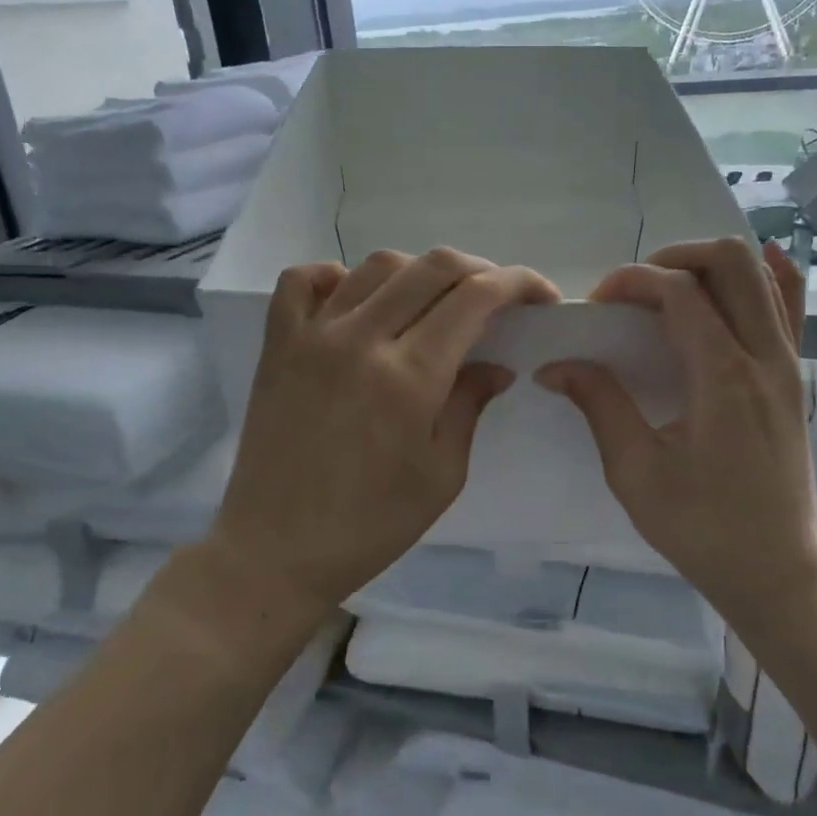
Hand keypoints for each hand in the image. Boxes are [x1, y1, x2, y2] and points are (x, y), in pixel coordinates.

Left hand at [209, 248, 559, 612]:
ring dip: (419, 272)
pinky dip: (336, 275)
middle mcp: (361, 340)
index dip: (517, 283)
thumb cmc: (371, 524)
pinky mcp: (278, 344)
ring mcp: (312, 336)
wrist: (276, 550)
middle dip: (480, 269)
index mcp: (410, 376)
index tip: (540, 296)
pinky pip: (303, 281)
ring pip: (376, 266)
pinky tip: (355, 299)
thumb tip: (496, 364)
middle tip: (497, 296)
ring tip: (434, 301)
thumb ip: (470, 406)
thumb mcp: (443, 475)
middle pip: (432, 267)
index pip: (475, 297)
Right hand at [537, 239, 816, 625]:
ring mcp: (788, 363)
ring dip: (709, 268)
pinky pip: (789, 307)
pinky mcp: (794, 377)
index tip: (598, 304)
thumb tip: (555, 366)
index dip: (632, 281)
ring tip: (668, 294)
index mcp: (723, 375)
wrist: (779, 569)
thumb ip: (600, 405)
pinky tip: (743, 277)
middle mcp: (765, 355)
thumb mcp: (636, 472)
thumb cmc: (703, 527)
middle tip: (636, 292)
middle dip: (674, 258)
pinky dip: (766, 280)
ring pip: (761, 276)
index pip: (679, 290)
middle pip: (731, 260)